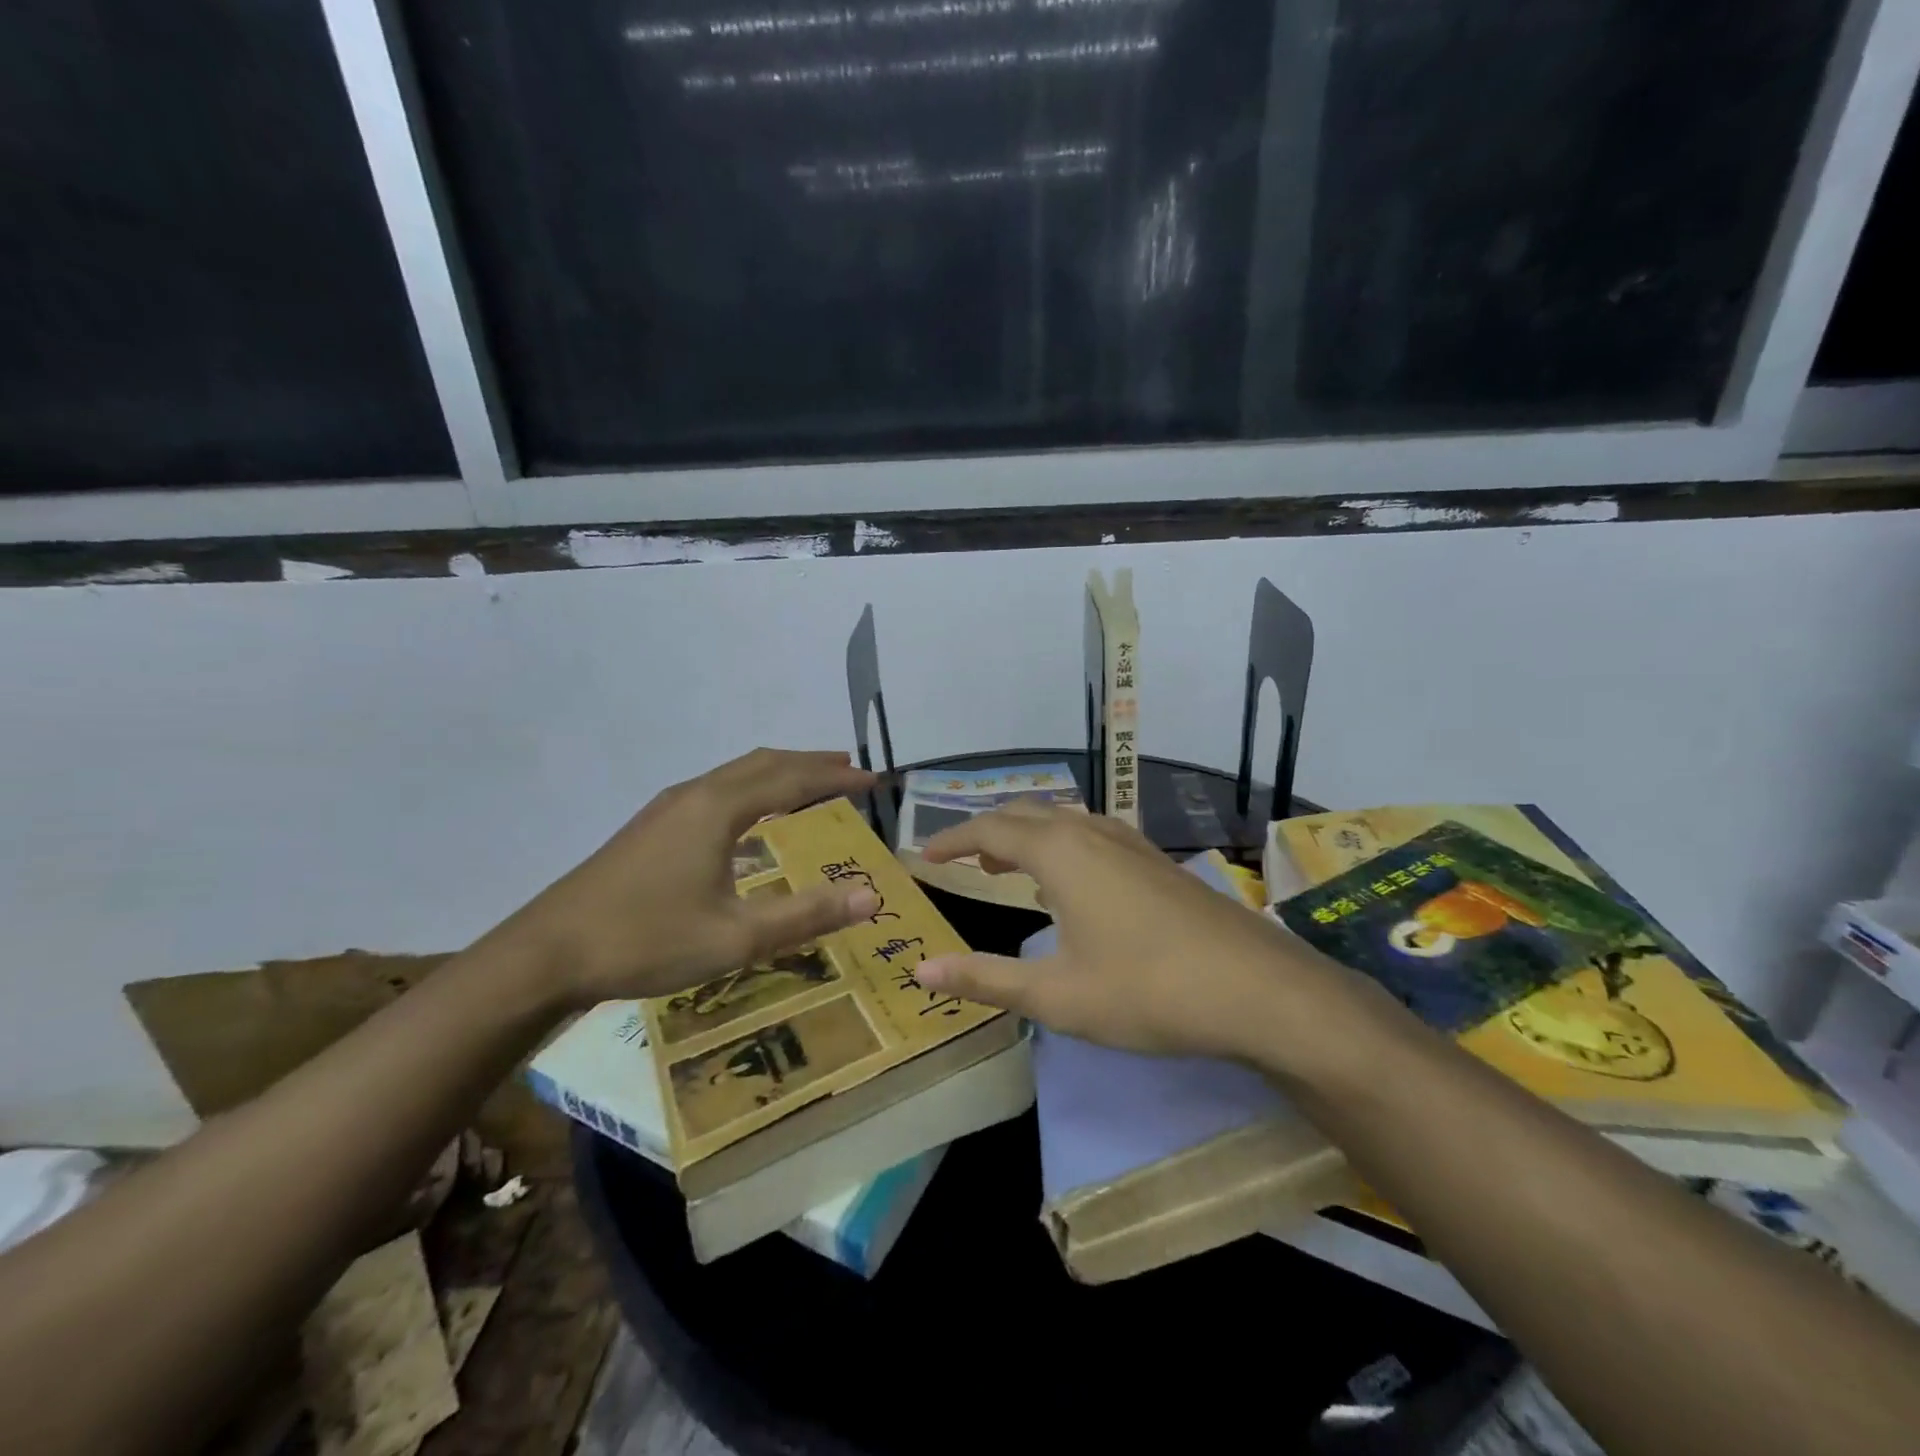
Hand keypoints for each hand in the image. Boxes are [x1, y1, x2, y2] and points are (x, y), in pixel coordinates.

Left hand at [496, 749, 879, 1005]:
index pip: (791, 779)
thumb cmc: (646, 941)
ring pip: (737, 772)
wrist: (547, 953)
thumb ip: (805, 916)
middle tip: (851, 769)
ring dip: (780, 772)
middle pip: (764, 763)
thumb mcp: (734, 938)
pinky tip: (751, 815)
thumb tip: (869, 897)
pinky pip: (717, 788)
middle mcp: (695, 794)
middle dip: (811, 763)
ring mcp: (668, 807)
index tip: (873, 780)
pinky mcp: (652, 825)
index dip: (836, 777)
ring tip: (811, 782)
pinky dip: (752, 787)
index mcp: (718, 809)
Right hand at [915, 801, 1341, 1060]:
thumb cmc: (1146, 990)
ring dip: (1028, 835)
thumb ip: (985, 979)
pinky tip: (1072, 880)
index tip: (924, 855)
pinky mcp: (1157, 862)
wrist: (1257, 989)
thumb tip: (921, 971)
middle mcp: (1092, 833)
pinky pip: (1094, 834)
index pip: (989, 830)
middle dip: (988, 831)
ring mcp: (1131, 844)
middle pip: (1026, 814)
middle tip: (962, 858)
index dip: (952, 839)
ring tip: (1007, 865)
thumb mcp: (1056, 995)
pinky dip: (1063, 844)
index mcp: (1059, 853)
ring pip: (1065, 820)